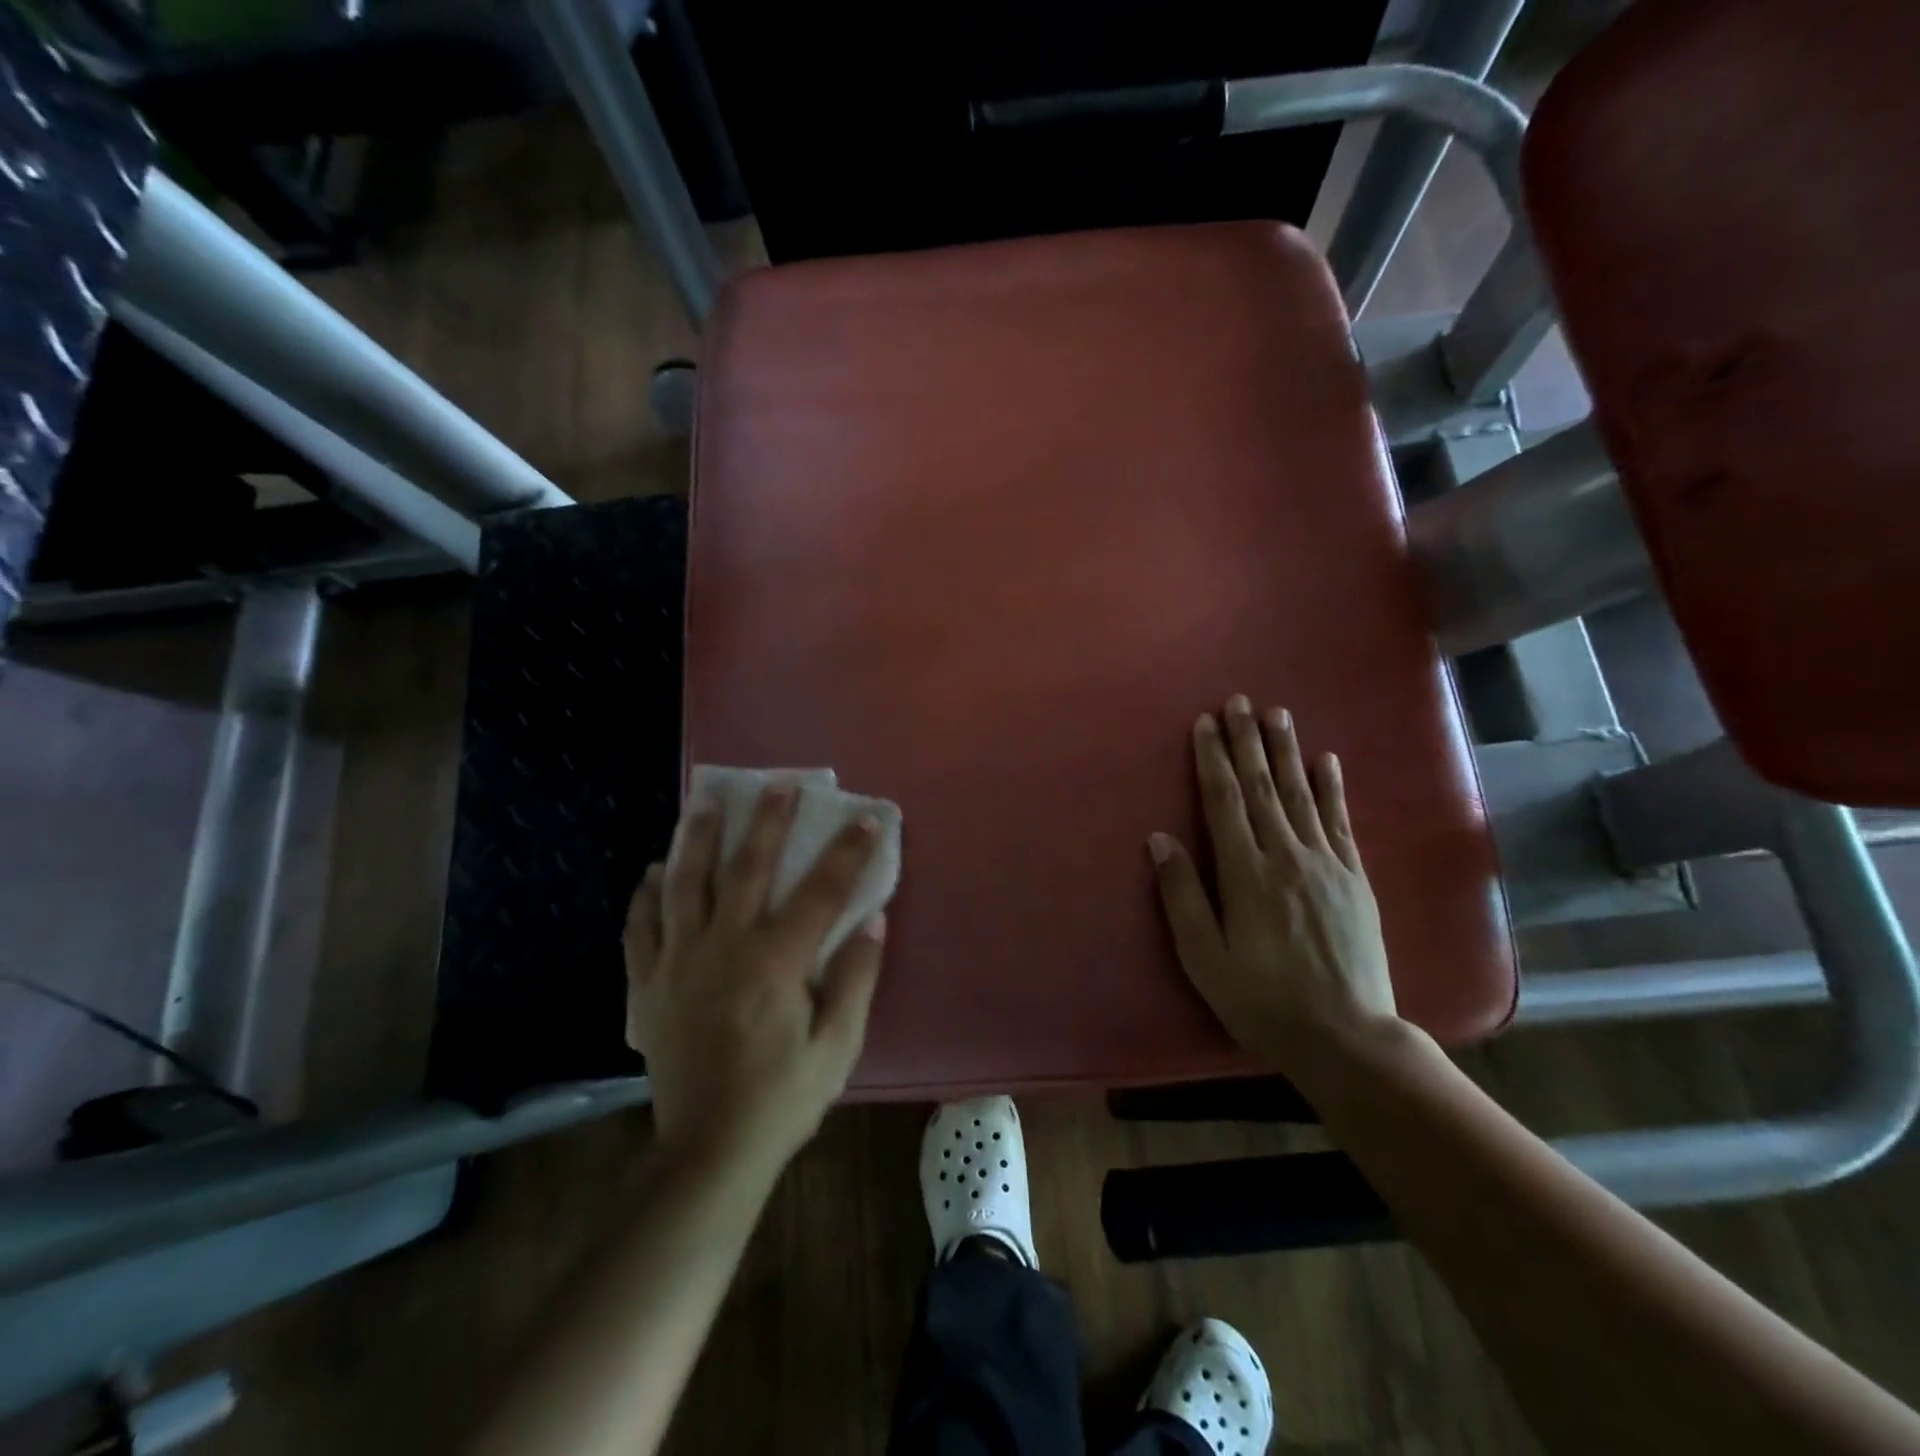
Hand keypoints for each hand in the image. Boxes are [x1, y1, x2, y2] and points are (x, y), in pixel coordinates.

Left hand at [624, 785, 886, 1183]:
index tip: (867, 819)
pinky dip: (646, 894)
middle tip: (778, 784)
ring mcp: (679, 963)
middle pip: (746, 869)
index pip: (821, 893)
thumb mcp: (838, 1046)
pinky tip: (655, 871)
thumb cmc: (783, 1098)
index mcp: (776, 963)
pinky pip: (641, 927)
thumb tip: (872, 921)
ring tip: (706, 800)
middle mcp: (724, 948)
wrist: (709, 1151)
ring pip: (685, 884)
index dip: (847, 853)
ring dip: (698, 838)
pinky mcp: (649, 985)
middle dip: (767, 822)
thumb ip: (856, 978)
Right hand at [1148, 697, 1399, 1072]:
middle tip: (1240, 701)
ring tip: (1277, 714)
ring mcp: (1327, 864)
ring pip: (1301, 795)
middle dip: (1247, 741)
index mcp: (1245, 874)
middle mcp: (1286, 856)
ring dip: (1286, 751)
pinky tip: (1327, 760)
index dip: (1213, 759)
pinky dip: (1332, 787)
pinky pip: (1340, 821)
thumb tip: (1160, 839)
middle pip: (1263, 787)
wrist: (1346, 1036)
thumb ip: (1181, 895)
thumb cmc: (1262, 1000)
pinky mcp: (1355, 878)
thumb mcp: (1204, 957)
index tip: (1205, 723)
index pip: (1224, 801)